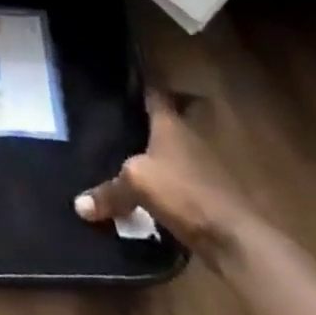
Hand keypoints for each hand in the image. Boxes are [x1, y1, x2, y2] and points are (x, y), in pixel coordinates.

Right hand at [74, 91, 258, 262]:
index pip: (156, 94)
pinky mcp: (207, 197)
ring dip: (153, 157)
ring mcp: (202, 169)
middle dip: (144, 123)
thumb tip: (79, 206)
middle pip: (165, 123)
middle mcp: (188, 139)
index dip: (143, 83)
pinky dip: (161, 186)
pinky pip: (176, 184)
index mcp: (171, 125)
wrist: (236, 239)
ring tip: (120, 159)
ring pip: (170, 154)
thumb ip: (108, 191)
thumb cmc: (184, 192)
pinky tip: (141, 196)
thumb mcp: (136, 184)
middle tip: (115, 121)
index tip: (126, 75)